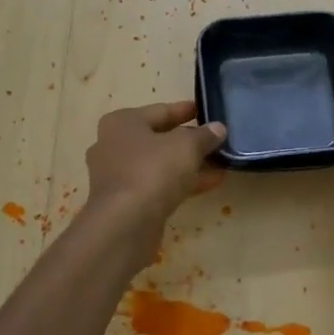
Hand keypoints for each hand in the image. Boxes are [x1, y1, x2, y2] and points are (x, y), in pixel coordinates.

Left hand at [84, 101, 225, 235]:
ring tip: (220, 163)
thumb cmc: (152, 170)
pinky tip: (211, 183)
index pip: (160, 111)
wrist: (125, 223)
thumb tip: (218, 128)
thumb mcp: (186, 146)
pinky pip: (159, 185)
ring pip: (160, 164)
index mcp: (122, 123)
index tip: (205, 110)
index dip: (184, 110)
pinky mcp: (125, 202)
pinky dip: (182, 182)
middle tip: (216, 140)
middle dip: (189, 141)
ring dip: (189, 164)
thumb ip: (204, 135)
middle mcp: (113, 145)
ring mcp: (117, 176)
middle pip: (159, 138)